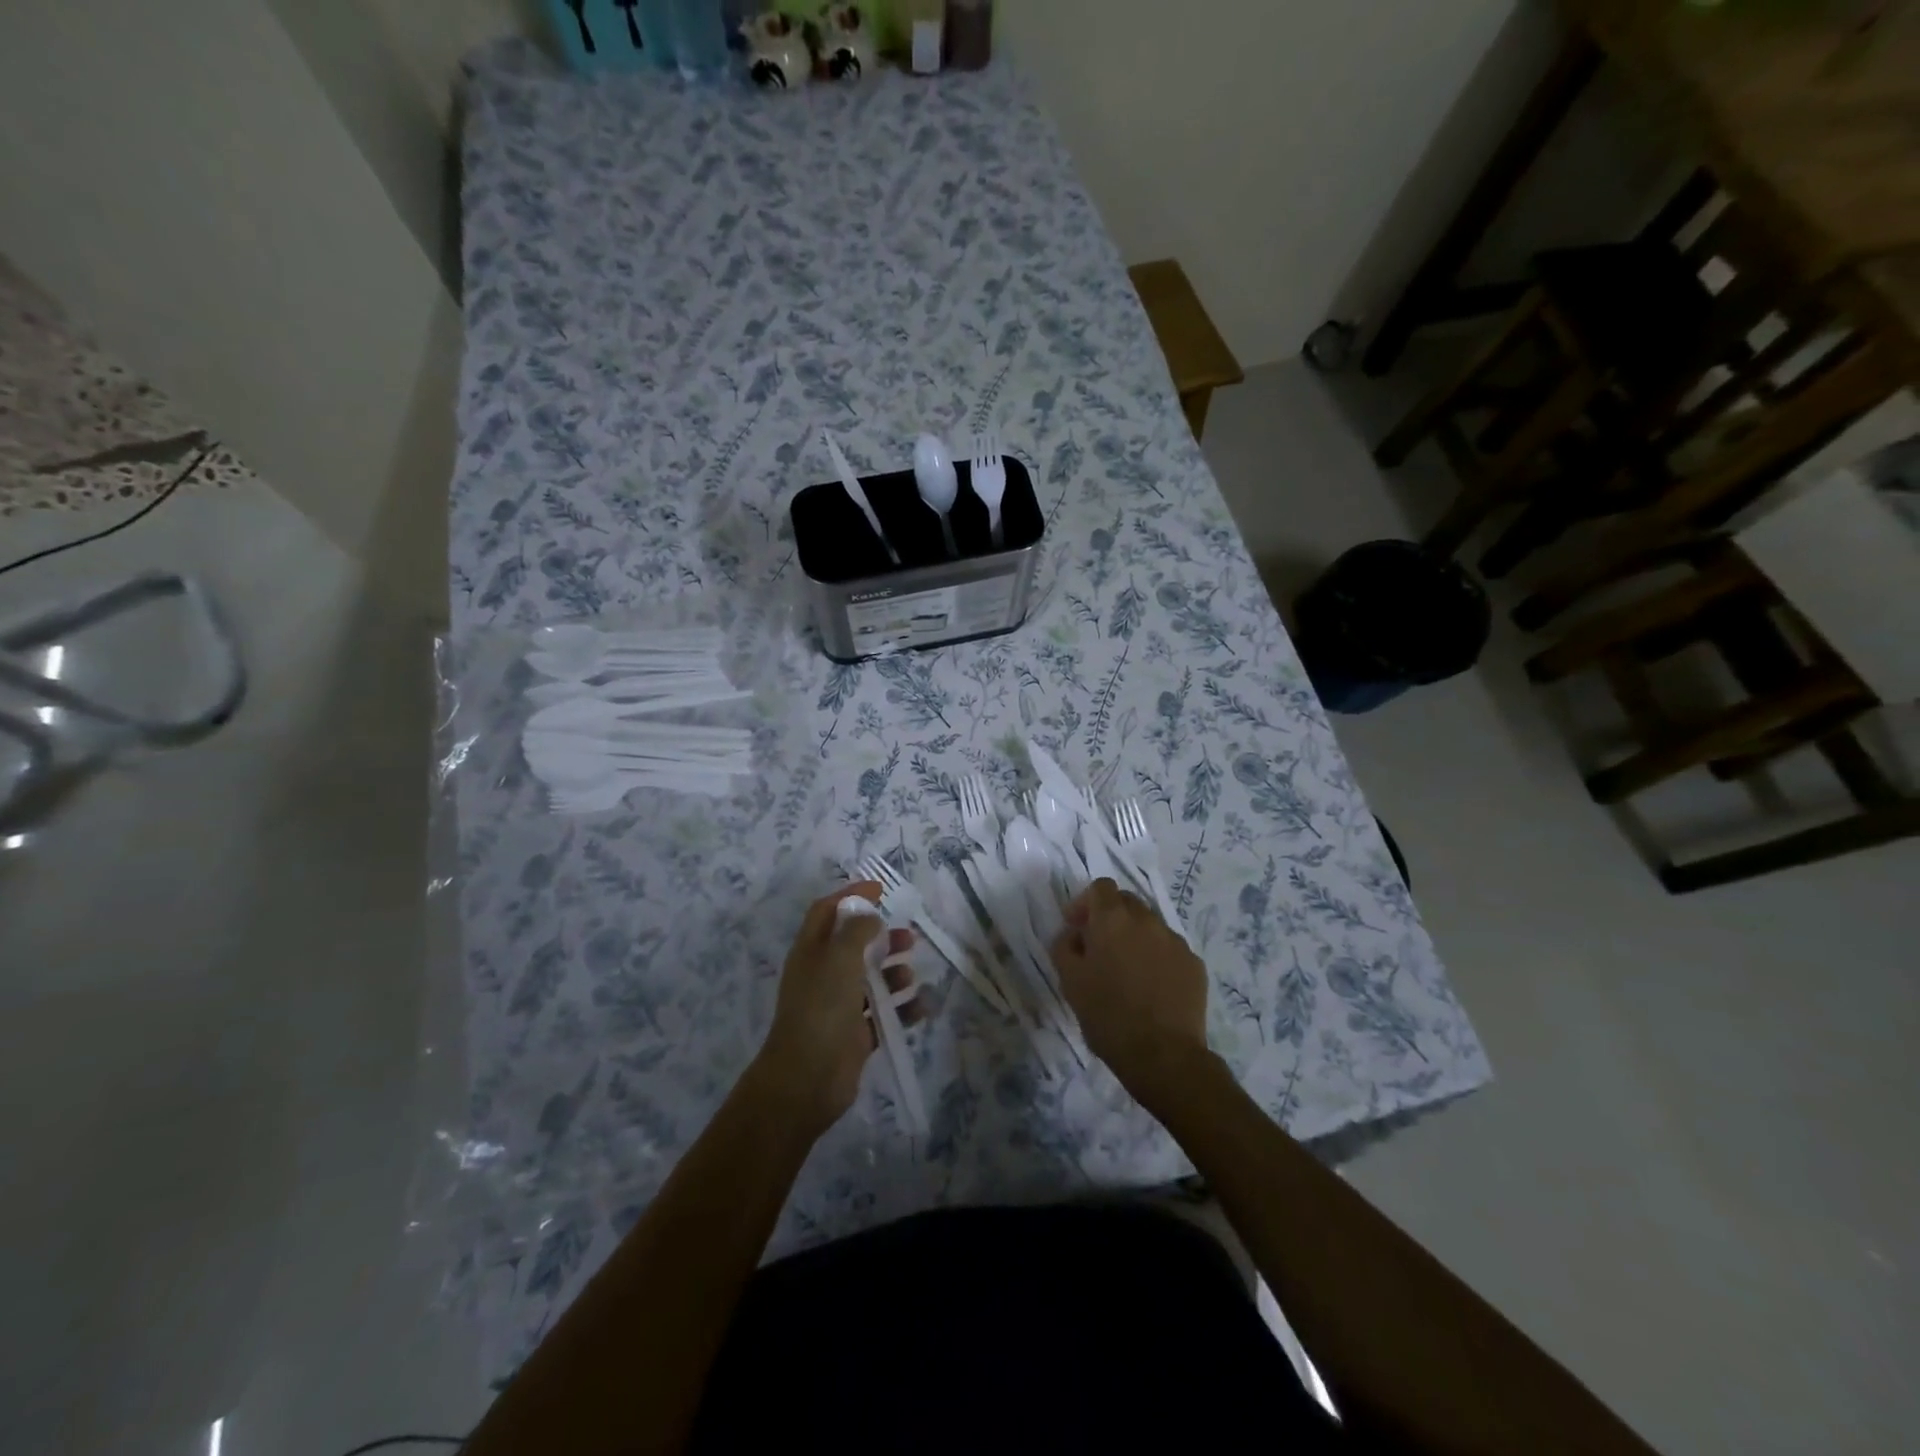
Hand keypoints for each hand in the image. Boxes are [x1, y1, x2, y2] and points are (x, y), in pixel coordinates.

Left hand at [752, 883, 916, 1136]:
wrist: (806, 1079)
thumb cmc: (821, 1009)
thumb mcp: (839, 958)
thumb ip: (857, 931)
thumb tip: (870, 916)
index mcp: (810, 951)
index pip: (827, 911)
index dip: (851, 896)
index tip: (880, 889)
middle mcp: (823, 975)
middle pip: (854, 944)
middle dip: (881, 936)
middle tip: (908, 936)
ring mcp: (838, 1006)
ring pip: (871, 979)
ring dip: (894, 972)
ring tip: (910, 973)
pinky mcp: (855, 1035)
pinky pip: (884, 1014)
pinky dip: (902, 1007)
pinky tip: (922, 1005)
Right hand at [1051, 878, 1213, 1106]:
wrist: (1164, 1056)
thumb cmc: (1108, 1016)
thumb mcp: (1070, 981)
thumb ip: (1064, 947)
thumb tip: (1073, 935)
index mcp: (1113, 920)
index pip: (1101, 887)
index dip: (1086, 903)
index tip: (1077, 928)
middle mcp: (1147, 921)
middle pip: (1127, 902)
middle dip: (1111, 917)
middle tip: (1099, 948)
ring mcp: (1175, 941)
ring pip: (1150, 926)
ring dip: (1135, 938)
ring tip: (1128, 972)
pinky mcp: (1195, 964)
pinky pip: (1170, 950)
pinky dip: (1157, 959)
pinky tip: (1152, 989)